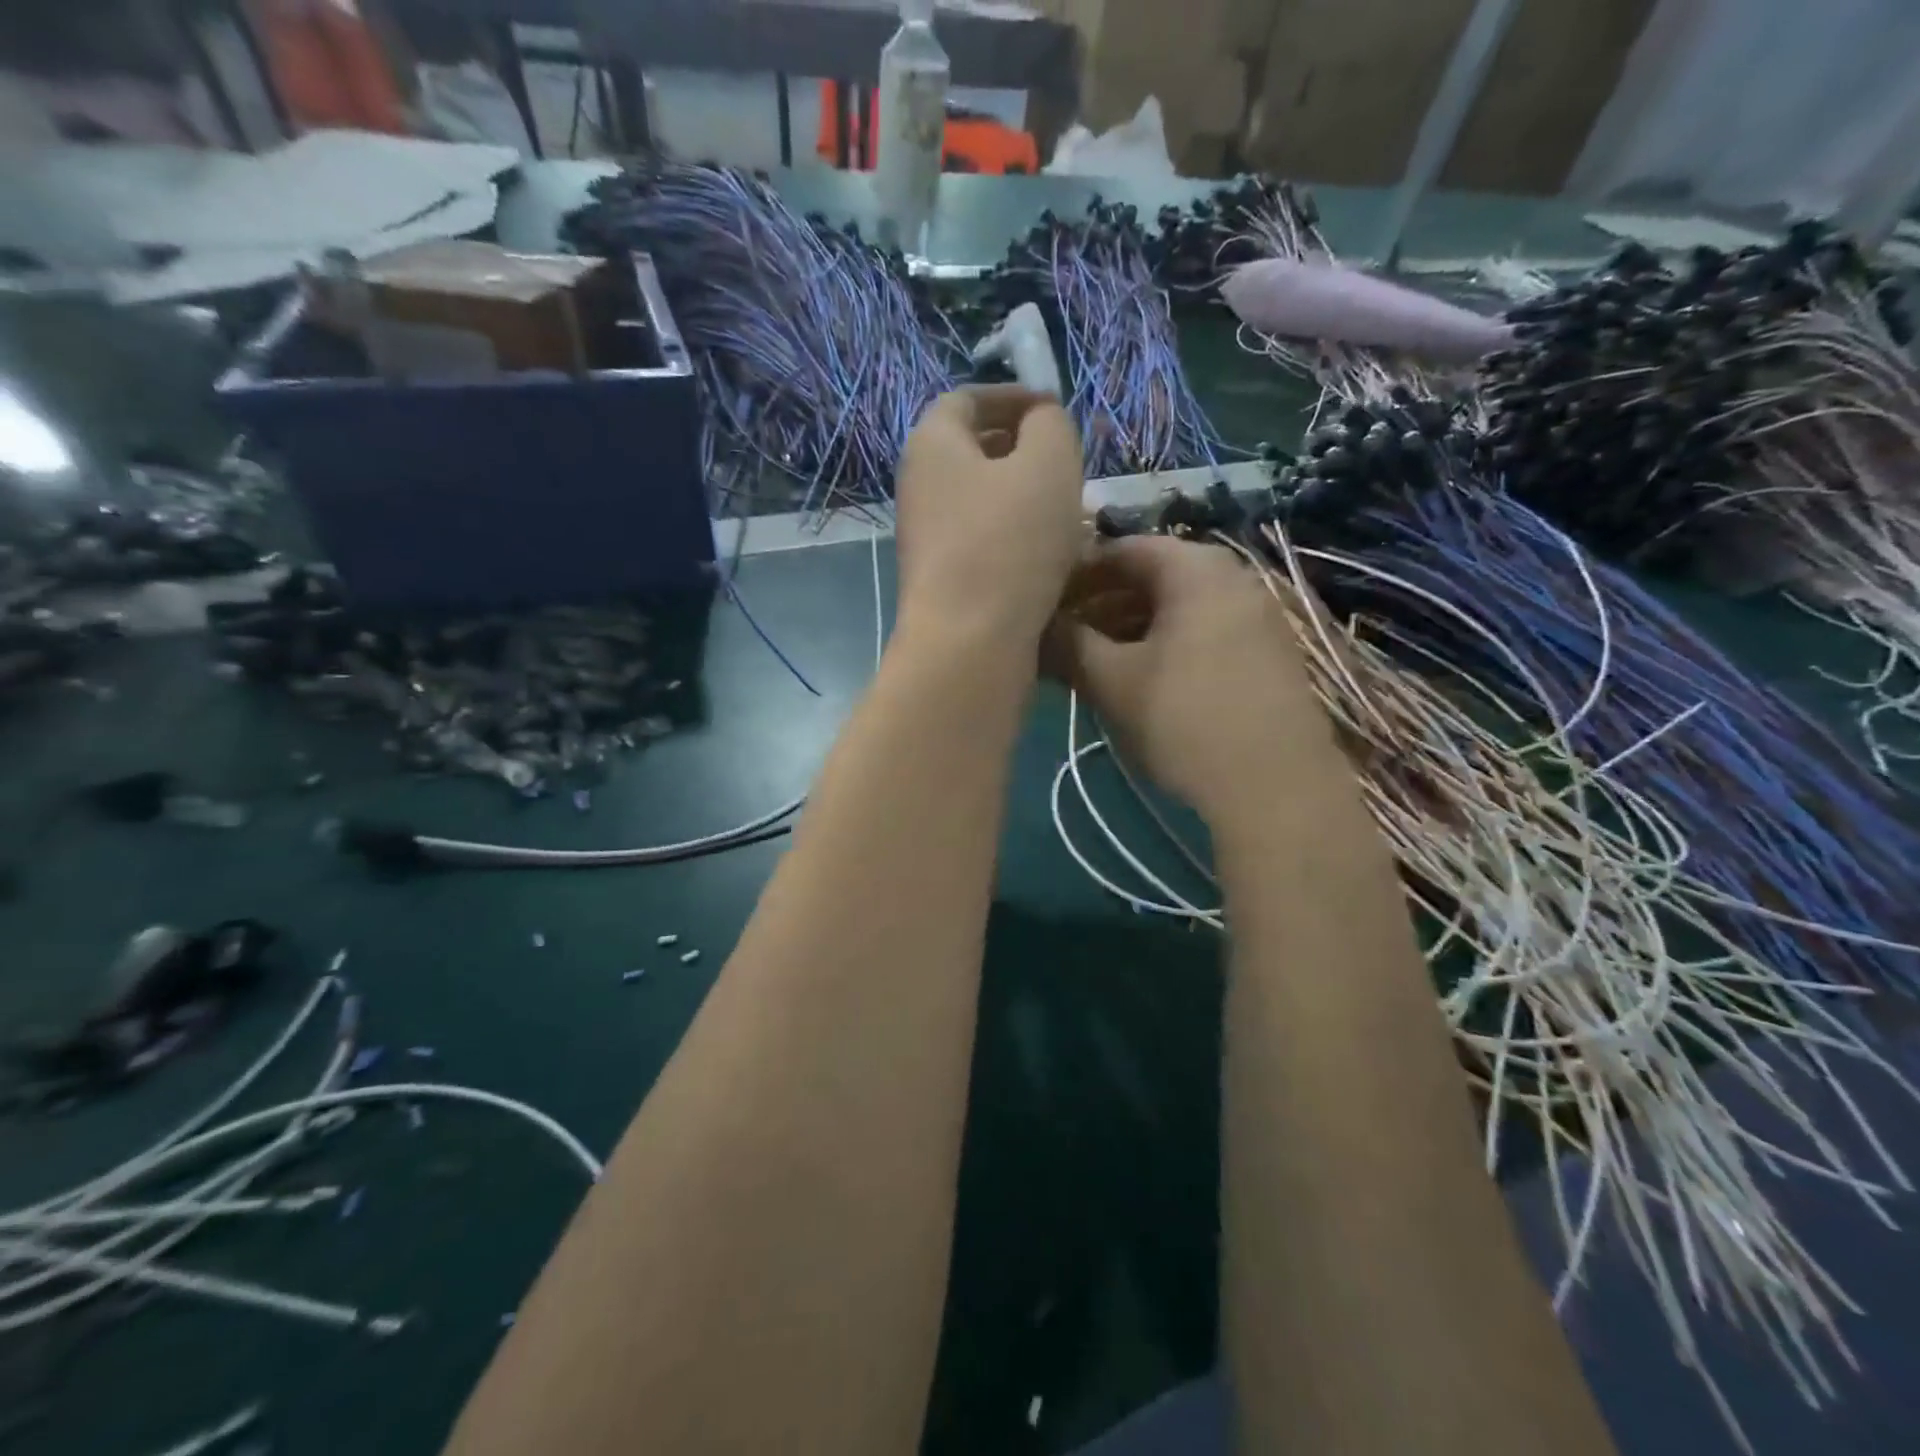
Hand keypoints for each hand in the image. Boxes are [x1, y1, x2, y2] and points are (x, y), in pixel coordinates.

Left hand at [893, 386, 1084, 646]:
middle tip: (1071, 467)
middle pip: (975, 453)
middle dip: (1026, 453)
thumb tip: (1039, 424)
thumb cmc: (1010, 542)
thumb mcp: (1049, 463)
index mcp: (932, 444)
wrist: (970, 643)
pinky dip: (1019, 540)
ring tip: (1075, 516)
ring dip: (1029, 501)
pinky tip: (1056, 559)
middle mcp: (919, 487)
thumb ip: (1050, 425)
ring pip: (985, 502)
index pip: (967, 399)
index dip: (1013, 397)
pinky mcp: (943, 580)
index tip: (1054, 410)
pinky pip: (986, 542)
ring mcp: (928, 538)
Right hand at [1048, 535, 1325, 817]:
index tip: (1045, 604)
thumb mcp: (1111, 681)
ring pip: (1178, 608)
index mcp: (1194, 568)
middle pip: (1152, 577)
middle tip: (1065, 637)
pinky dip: (1165, 645)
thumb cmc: (1183, 720)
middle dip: (1102, 604)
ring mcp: (1257, 615)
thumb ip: (1069, 643)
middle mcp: (1232, 577)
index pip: (1123, 550)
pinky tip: (1142, 680)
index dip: (1077, 574)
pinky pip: (1203, 632)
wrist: (1275, 788)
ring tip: (1095, 662)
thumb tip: (1039, 625)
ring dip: (1130, 628)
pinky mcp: (1268, 653)